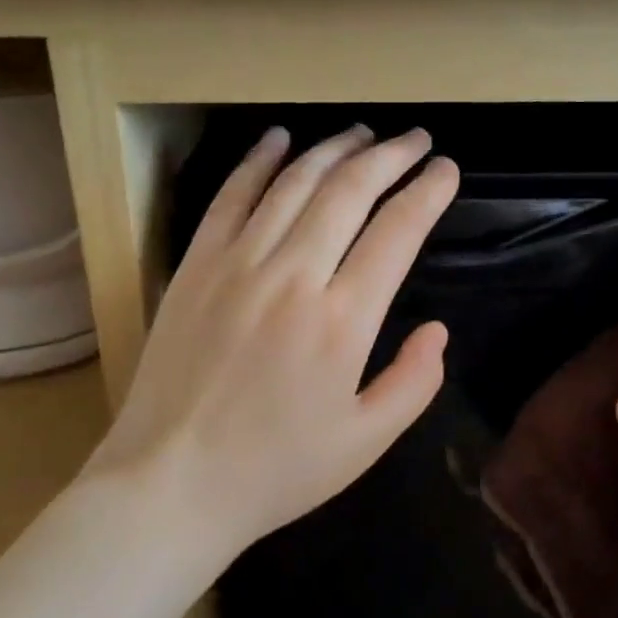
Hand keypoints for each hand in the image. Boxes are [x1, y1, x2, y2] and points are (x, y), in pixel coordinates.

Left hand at [88, 125, 458, 559]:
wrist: (170, 483)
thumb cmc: (276, 470)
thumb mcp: (366, 443)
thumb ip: (414, 382)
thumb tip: (437, 329)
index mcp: (342, 321)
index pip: (397, 231)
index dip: (428, 192)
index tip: (447, 170)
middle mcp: (293, 276)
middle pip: (349, 190)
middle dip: (391, 156)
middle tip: (416, 140)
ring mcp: (237, 264)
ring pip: (294, 182)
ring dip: (334, 149)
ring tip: (362, 133)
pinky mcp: (196, 266)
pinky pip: (231, 197)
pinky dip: (258, 161)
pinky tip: (279, 138)